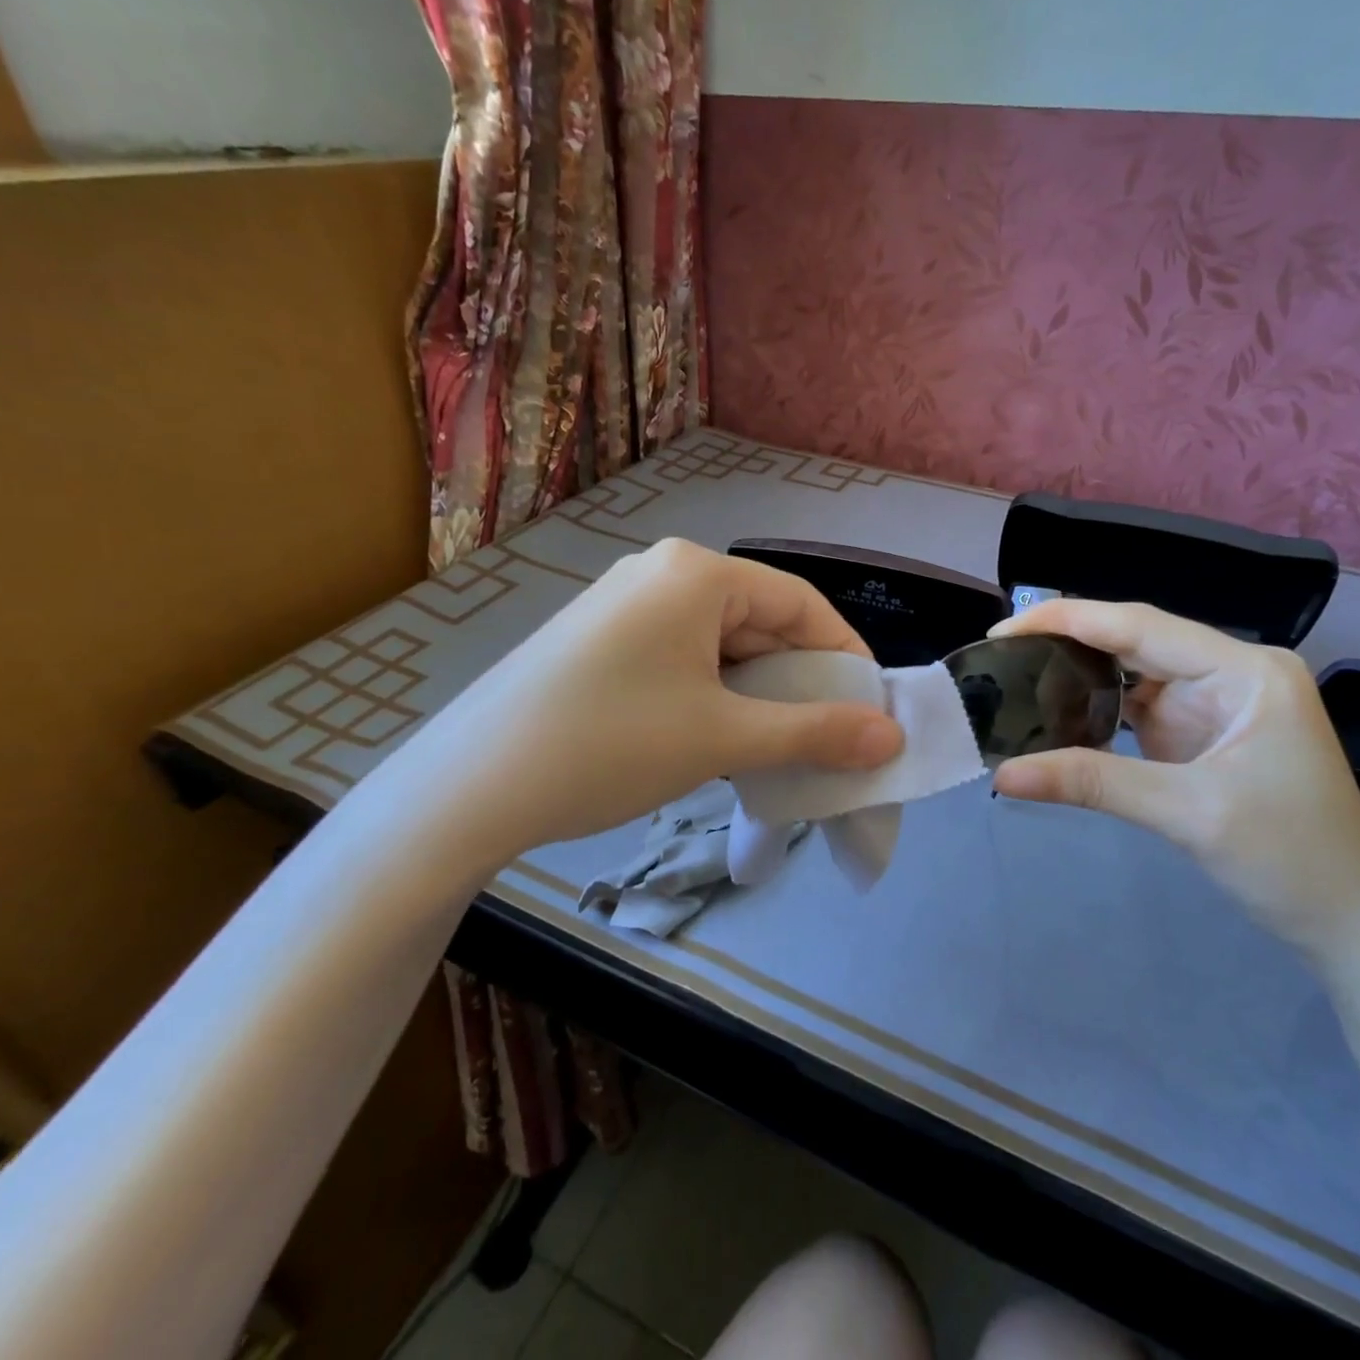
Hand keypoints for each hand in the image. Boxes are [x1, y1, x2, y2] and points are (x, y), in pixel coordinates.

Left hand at [382, 540, 904, 865]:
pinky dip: (713, 692)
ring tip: (772, 746)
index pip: (801, 603)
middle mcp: (660, 571)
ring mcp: (623, 602)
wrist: (468, 788)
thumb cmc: (609, 746)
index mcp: (696, 573)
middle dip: (798, 680)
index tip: (871, 711)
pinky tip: (714, 735)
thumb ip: (816, 733)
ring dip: (756, 692)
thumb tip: (891, 737)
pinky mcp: (598, 637)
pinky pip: (681, 654)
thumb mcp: (723, 738)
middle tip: (824, 738)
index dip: (845, 657)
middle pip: (759, 620)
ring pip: (720, 642)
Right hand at [988, 600, 1359, 958]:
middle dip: (1068, 643)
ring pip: (1133, 672)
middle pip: (1135, 641)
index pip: (1140, 625)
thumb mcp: (1187, 813)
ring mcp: (1216, 702)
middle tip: (1001, 655)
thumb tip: (1002, 775)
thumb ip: (1092, 782)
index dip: (1067, 620)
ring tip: (1019, 678)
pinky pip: (1138, 706)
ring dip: (1080, 676)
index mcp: (1245, 670)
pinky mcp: (1201, 732)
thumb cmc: (1290, 859)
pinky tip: (1059, 713)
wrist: (1347, 922)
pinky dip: (1097, 709)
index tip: (1003, 628)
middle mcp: (1231, 672)